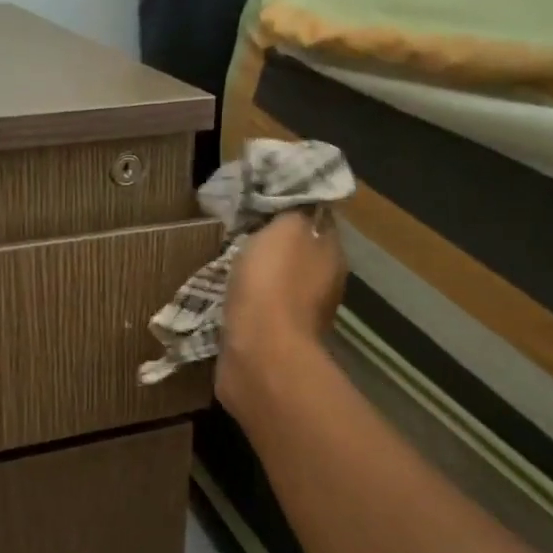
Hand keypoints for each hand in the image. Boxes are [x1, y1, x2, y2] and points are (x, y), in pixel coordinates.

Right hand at [216, 209, 346, 421]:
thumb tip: (297, 202)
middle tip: (236, 227)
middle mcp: (322, 284)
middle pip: (296, 251)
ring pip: (275, 282)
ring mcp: (298, 316)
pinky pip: (257, 309)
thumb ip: (292, 209)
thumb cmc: (273, 285)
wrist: (259, 355)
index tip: (261, 197)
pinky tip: (222, 294)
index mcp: (331, 254)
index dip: (292, 206)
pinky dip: (243, 301)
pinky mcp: (272, 339)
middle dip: (269, 241)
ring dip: (254, 273)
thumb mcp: (285, 228)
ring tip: (222, 259)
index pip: (317, 219)